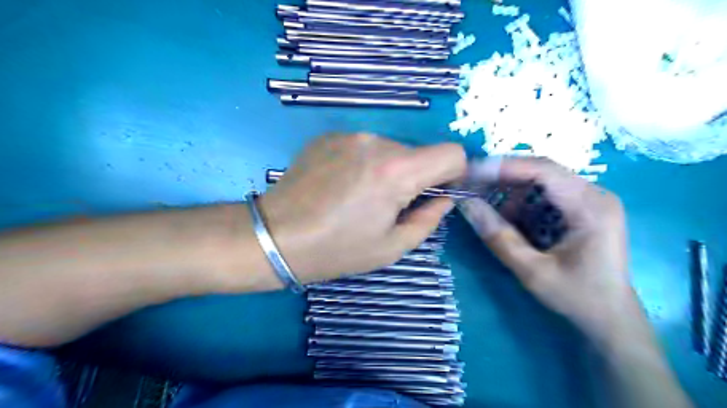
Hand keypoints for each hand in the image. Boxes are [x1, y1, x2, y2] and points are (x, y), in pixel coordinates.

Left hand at [261, 134, 465, 283]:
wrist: (275, 236)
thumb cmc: (336, 249)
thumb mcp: (391, 247)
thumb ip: (428, 220)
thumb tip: (443, 199)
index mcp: (396, 171)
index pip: (451, 153)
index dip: (454, 173)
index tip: (437, 192)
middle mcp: (375, 142)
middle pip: (418, 152)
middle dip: (414, 176)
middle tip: (389, 205)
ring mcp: (349, 135)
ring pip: (390, 149)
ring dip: (387, 170)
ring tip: (360, 196)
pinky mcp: (329, 136)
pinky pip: (363, 147)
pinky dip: (363, 163)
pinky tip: (341, 185)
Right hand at [459, 158, 637, 338]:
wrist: (610, 318)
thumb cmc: (577, 297)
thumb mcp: (532, 271)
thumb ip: (499, 237)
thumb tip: (466, 204)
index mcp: (591, 206)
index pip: (543, 170)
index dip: (504, 168)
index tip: (471, 173)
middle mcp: (594, 194)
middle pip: (541, 172)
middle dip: (503, 178)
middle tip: (471, 187)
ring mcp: (589, 200)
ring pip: (540, 182)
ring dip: (510, 191)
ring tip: (485, 205)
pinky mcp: (581, 209)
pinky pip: (544, 194)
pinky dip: (520, 202)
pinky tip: (507, 217)